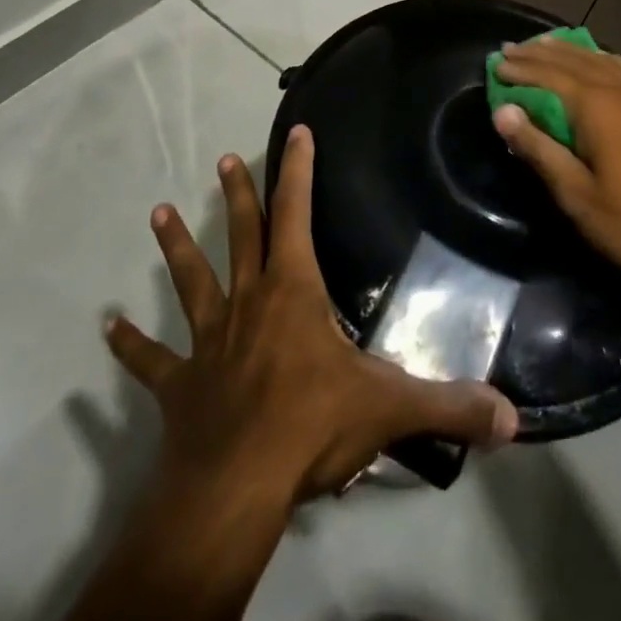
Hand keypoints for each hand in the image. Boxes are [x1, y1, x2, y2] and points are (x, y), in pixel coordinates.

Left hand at [104, 125, 517, 505]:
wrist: (234, 490)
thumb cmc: (311, 428)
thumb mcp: (390, 410)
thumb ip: (452, 406)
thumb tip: (514, 415)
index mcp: (293, 292)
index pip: (297, 213)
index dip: (298, 169)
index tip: (296, 130)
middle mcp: (248, 303)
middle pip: (242, 235)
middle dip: (237, 195)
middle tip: (223, 159)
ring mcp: (208, 342)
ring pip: (191, 282)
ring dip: (175, 248)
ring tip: (157, 213)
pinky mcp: (179, 385)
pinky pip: (150, 361)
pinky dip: (129, 345)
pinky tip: (106, 327)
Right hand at [491, 37, 620, 283]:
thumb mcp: (576, 194)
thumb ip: (539, 148)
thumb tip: (503, 112)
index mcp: (597, 107)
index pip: (549, 76)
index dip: (521, 69)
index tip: (496, 64)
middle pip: (574, 61)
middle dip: (540, 54)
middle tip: (512, 48)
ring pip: (603, 60)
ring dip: (571, 51)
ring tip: (547, 43)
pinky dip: (606, 58)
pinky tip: (602, 58)